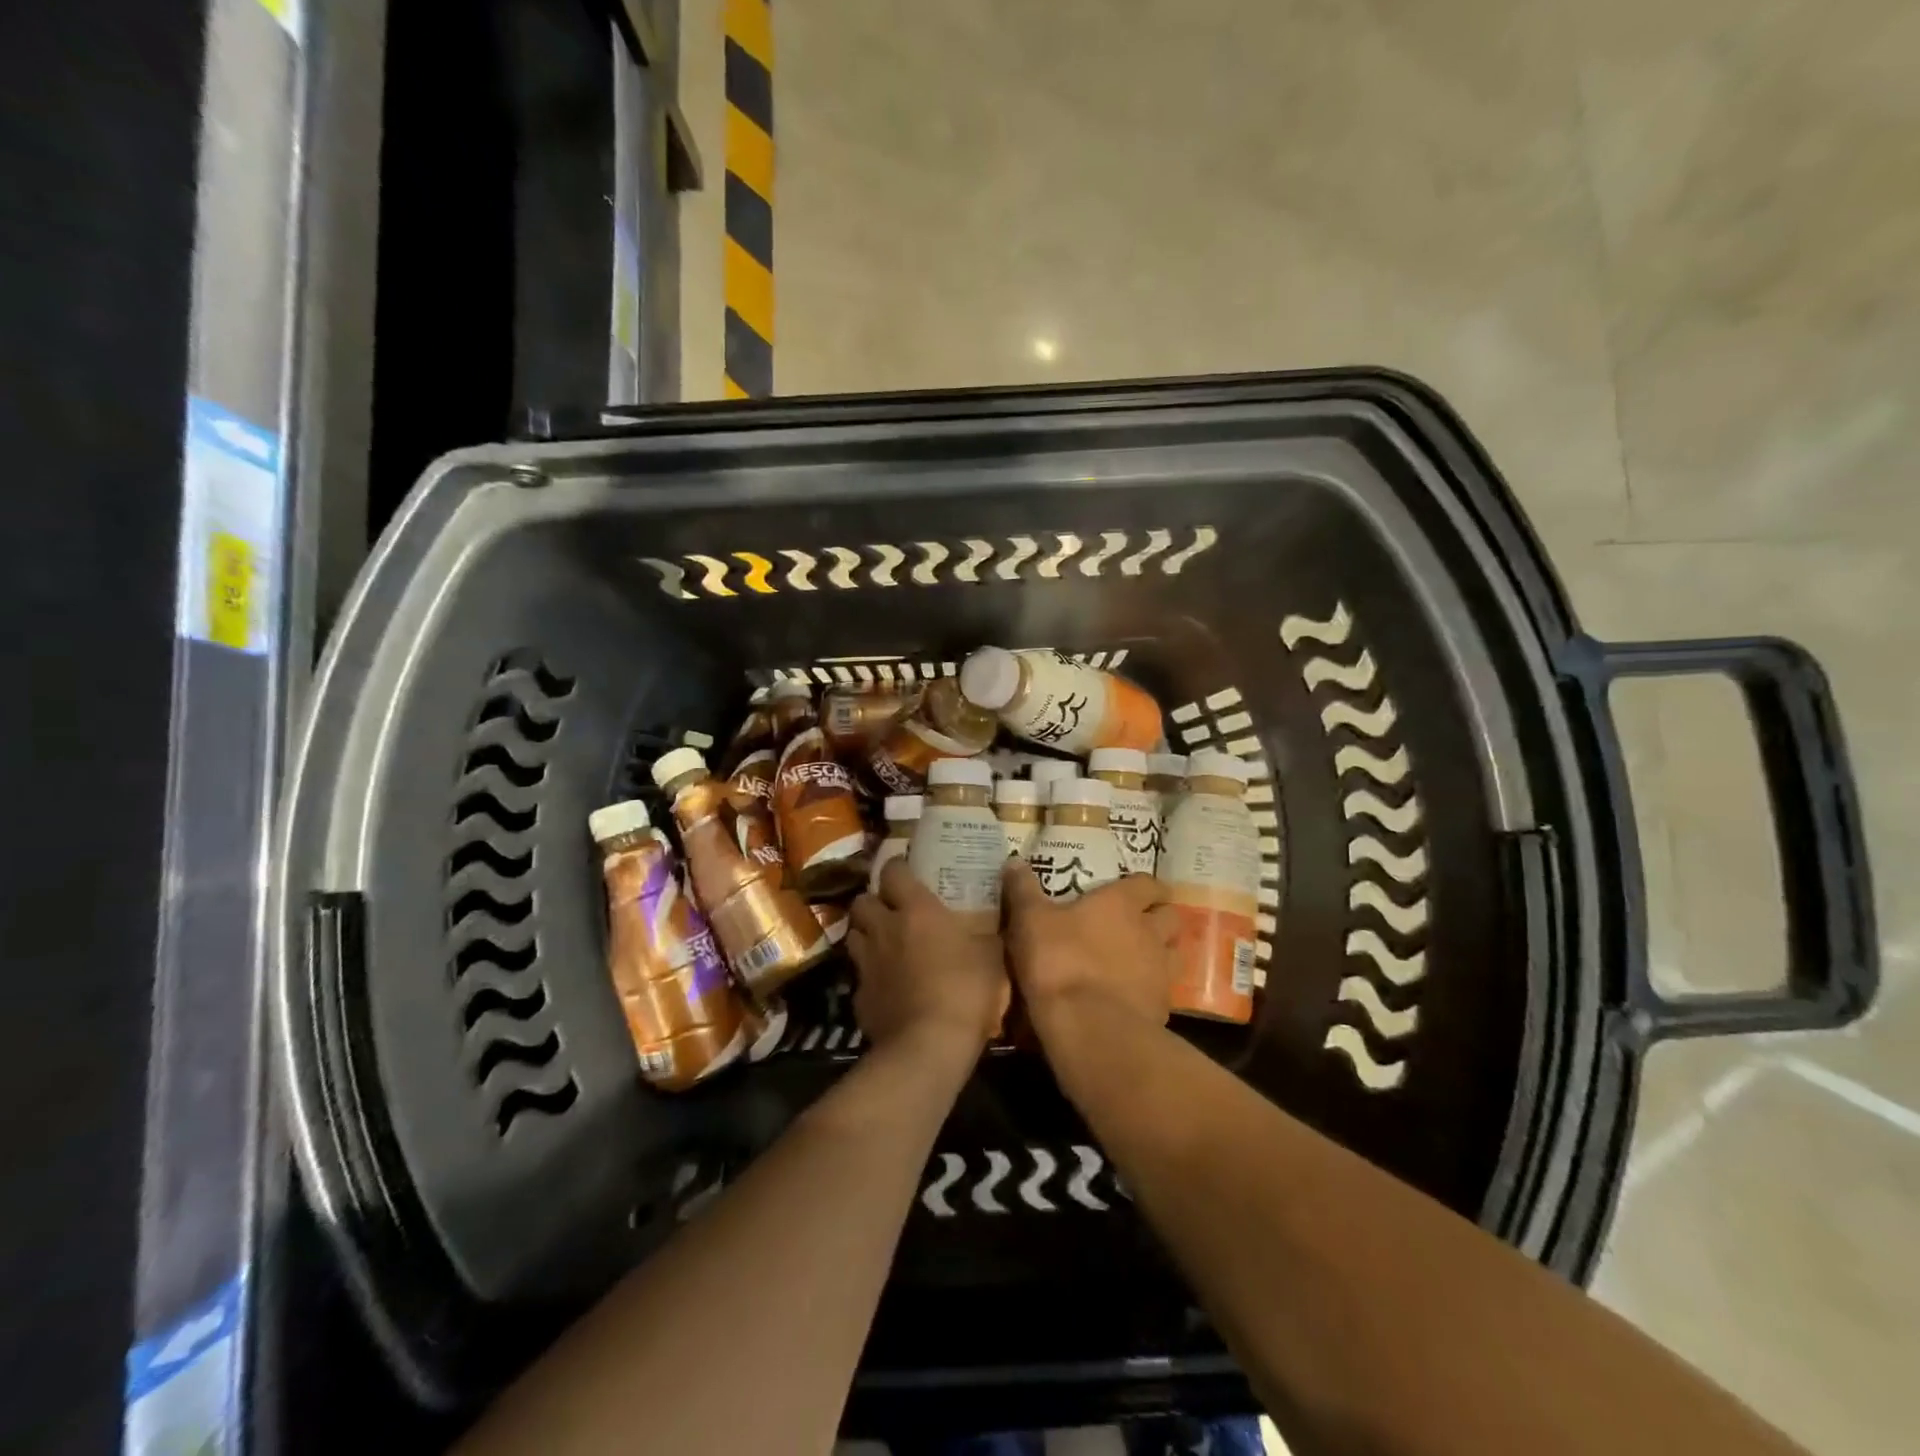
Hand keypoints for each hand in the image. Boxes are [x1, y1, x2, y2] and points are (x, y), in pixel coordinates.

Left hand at [846, 859, 1008, 1052]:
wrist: (928, 1047)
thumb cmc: (966, 990)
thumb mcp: (992, 954)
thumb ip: (988, 929)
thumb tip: (998, 910)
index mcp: (916, 910)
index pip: (893, 871)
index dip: (898, 867)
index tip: (907, 871)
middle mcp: (884, 929)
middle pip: (862, 900)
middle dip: (874, 901)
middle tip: (892, 911)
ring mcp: (866, 963)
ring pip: (853, 935)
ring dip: (866, 934)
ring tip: (884, 944)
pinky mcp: (858, 996)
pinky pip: (859, 975)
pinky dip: (870, 975)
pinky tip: (886, 986)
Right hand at [1001, 862, 1177, 1043]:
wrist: (1088, 1028)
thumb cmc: (1059, 961)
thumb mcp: (1030, 920)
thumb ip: (1023, 889)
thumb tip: (1014, 860)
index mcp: (1122, 904)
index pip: (1148, 884)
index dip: (1145, 886)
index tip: (1135, 890)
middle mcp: (1150, 932)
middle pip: (1171, 917)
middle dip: (1159, 917)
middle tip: (1139, 923)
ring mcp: (1161, 972)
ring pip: (1175, 954)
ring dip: (1162, 953)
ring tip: (1140, 960)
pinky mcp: (1161, 1008)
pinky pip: (1163, 992)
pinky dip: (1152, 990)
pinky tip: (1132, 998)